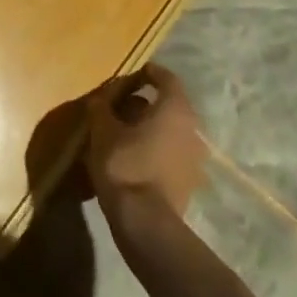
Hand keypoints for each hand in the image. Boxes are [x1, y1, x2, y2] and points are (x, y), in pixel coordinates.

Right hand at [84, 64, 205, 221]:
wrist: (145, 223)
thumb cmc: (125, 165)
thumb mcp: (103, 130)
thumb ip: (102, 107)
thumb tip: (102, 99)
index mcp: (175, 109)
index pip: (166, 78)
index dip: (148, 73)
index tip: (131, 74)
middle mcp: (192, 129)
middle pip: (168, 106)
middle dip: (143, 103)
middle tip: (118, 105)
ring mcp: (194, 158)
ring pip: (169, 131)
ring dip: (148, 128)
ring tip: (121, 133)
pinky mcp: (189, 182)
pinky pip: (170, 153)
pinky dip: (153, 149)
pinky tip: (131, 157)